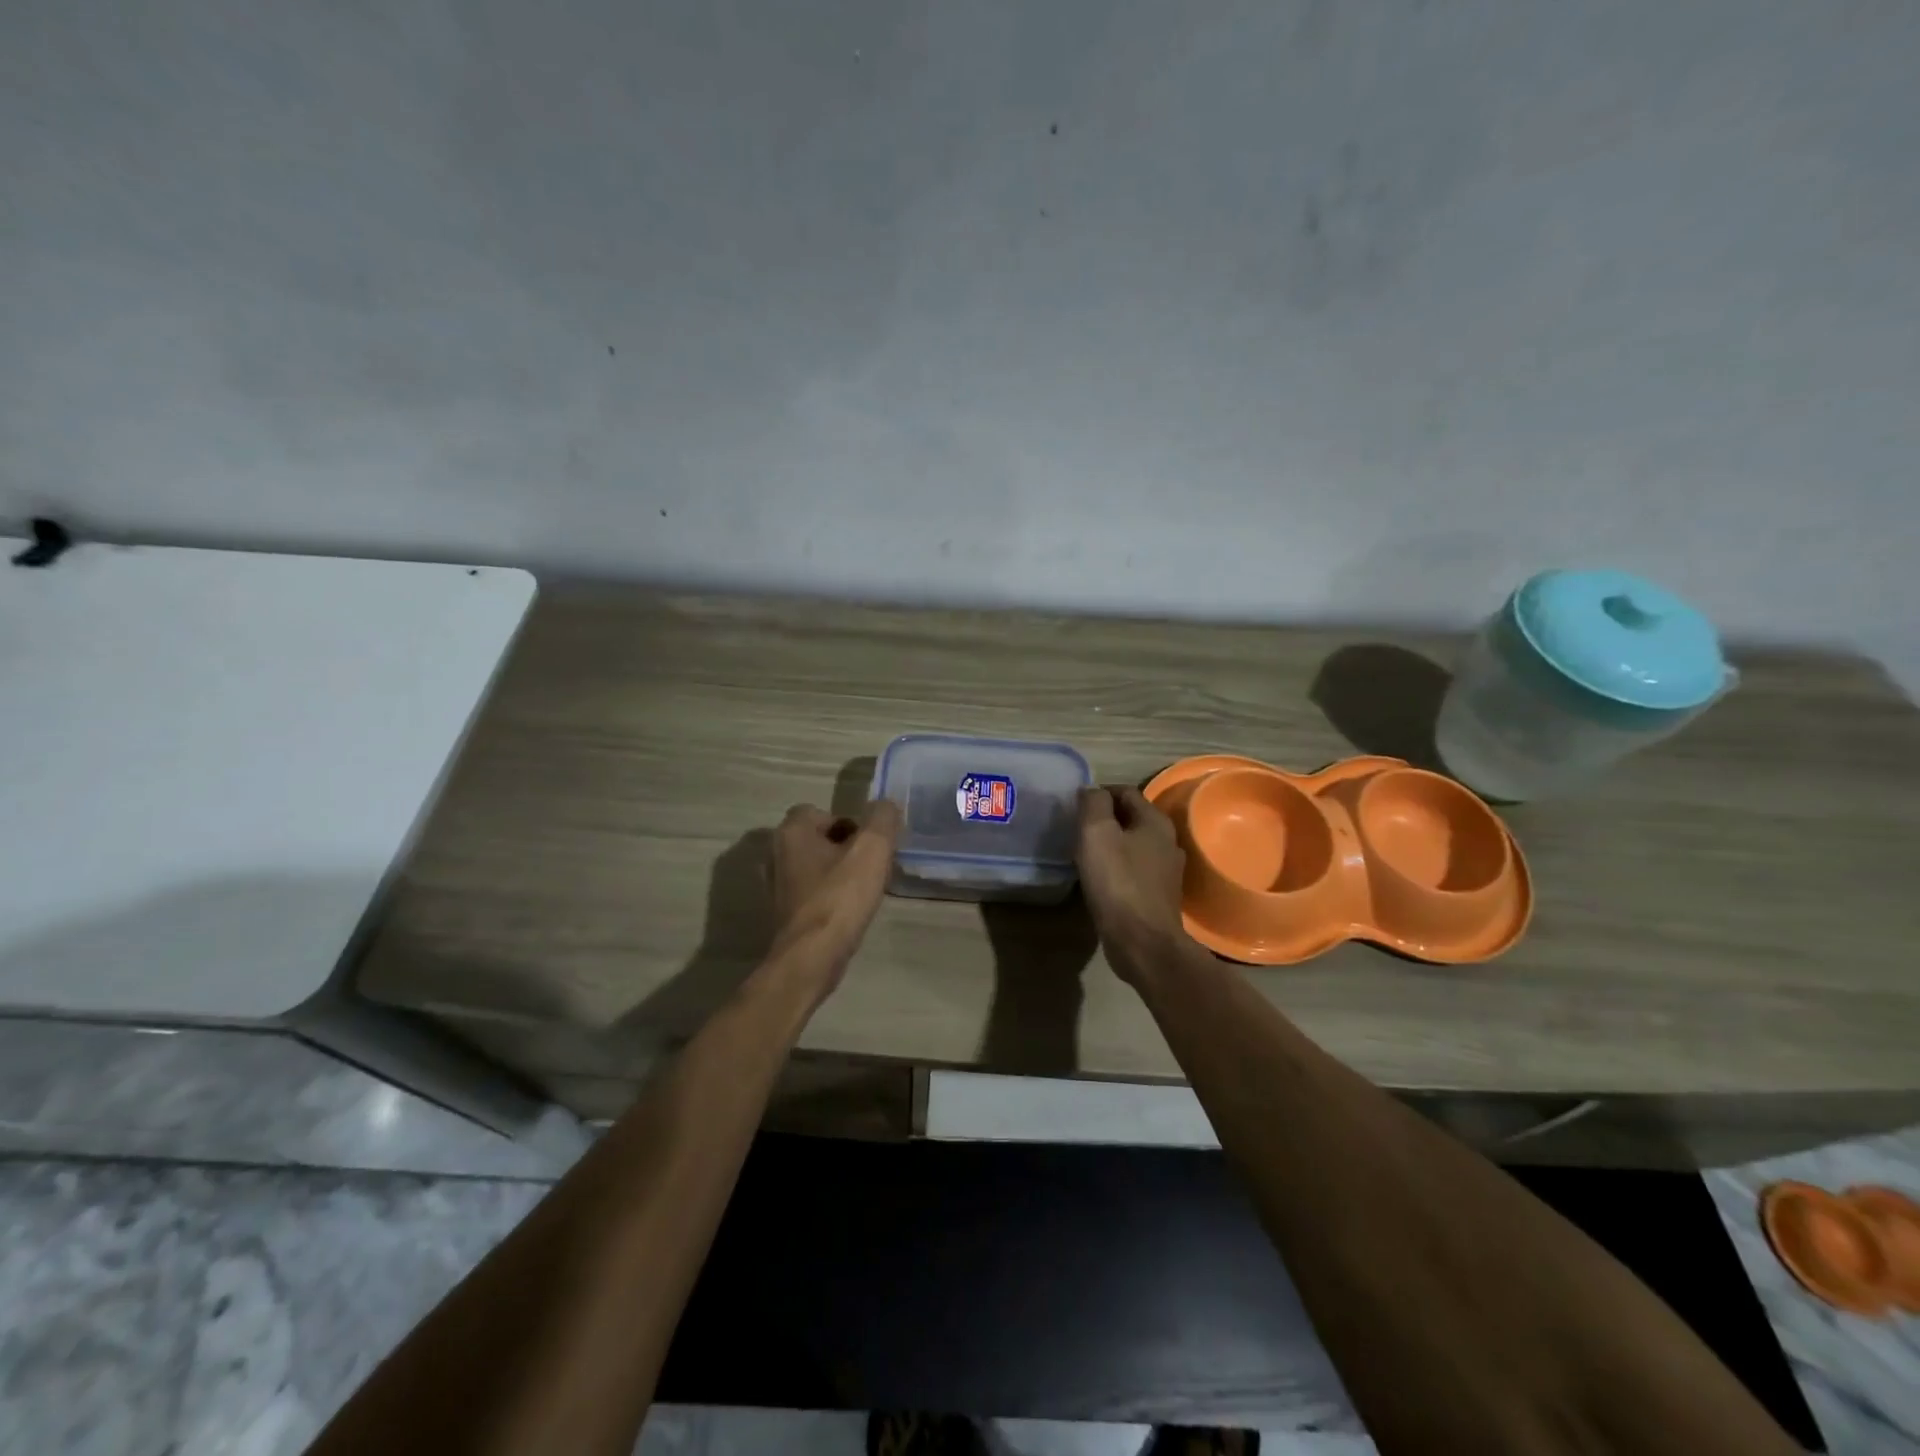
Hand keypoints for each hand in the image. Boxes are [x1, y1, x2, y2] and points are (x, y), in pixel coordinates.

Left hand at [768, 799, 901, 993]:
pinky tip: (850, 912)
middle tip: (872, 865)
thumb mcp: (872, 848)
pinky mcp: (784, 913)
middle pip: (819, 840)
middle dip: (847, 848)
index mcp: (792, 832)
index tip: (870, 843)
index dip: (849, 822)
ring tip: (865, 890)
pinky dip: (831, 896)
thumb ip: (882, 819)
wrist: (812, 957)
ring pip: (817, 867)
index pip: (820, 812)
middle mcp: (777, 854)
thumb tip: (884, 806)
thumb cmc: (840, 896)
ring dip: (840, 873)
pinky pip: (813, 893)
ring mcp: (777, 886)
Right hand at [1075, 786, 1193, 983]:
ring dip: (1110, 845)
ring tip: (1084, 854)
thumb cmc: (1118, 882)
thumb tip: (1092, 791)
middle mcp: (1167, 841)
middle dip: (1104, 819)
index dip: (1098, 793)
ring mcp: (1166, 871)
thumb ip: (1093, 804)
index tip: (1075, 806)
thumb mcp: (1096, 833)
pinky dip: (1117, 868)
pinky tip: (1100, 879)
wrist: (1142, 942)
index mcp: (1155, 821)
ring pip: (1133, 845)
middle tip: (1076, 829)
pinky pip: (1134, 870)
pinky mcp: (1159, 895)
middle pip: (1131, 818)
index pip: (1125, 791)